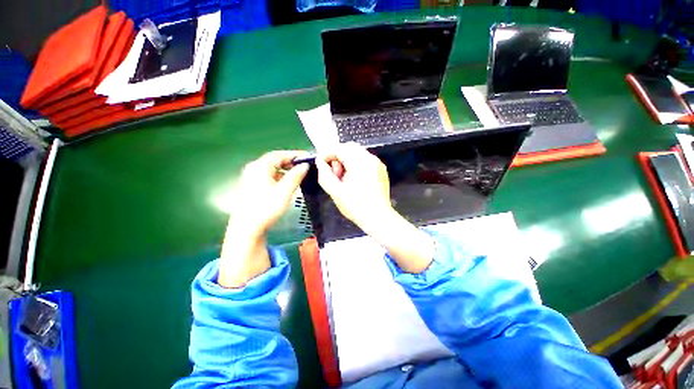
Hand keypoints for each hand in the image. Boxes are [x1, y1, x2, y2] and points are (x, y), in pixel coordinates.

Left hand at [219, 151, 308, 287]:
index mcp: (260, 166)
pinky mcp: (251, 185)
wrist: (247, 228)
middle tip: (305, 166)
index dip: (296, 155)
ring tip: (299, 174)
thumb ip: (296, 176)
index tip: (308, 158)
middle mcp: (254, 168)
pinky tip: (287, 183)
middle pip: (275, 160)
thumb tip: (305, 165)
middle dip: (291, 162)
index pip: (280, 154)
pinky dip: (279, 176)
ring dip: (286, 169)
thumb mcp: (285, 191)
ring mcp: (251, 177)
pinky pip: (268, 175)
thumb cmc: (267, 207)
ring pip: (272, 168)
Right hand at [316, 143, 393, 231]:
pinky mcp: (381, 169)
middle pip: (349, 147)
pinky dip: (356, 163)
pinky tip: (354, 179)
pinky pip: (365, 159)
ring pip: (358, 152)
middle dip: (338, 156)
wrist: (378, 218)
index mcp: (359, 162)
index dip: (327, 154)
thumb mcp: (335, 191)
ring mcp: (377, 163)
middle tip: (334, 172)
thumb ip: (324, 174)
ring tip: (343, 177)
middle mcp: (370, 158)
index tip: (320, 163)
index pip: (339, 149)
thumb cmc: (355, 206)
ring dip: (347, 159)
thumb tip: (319, 161)